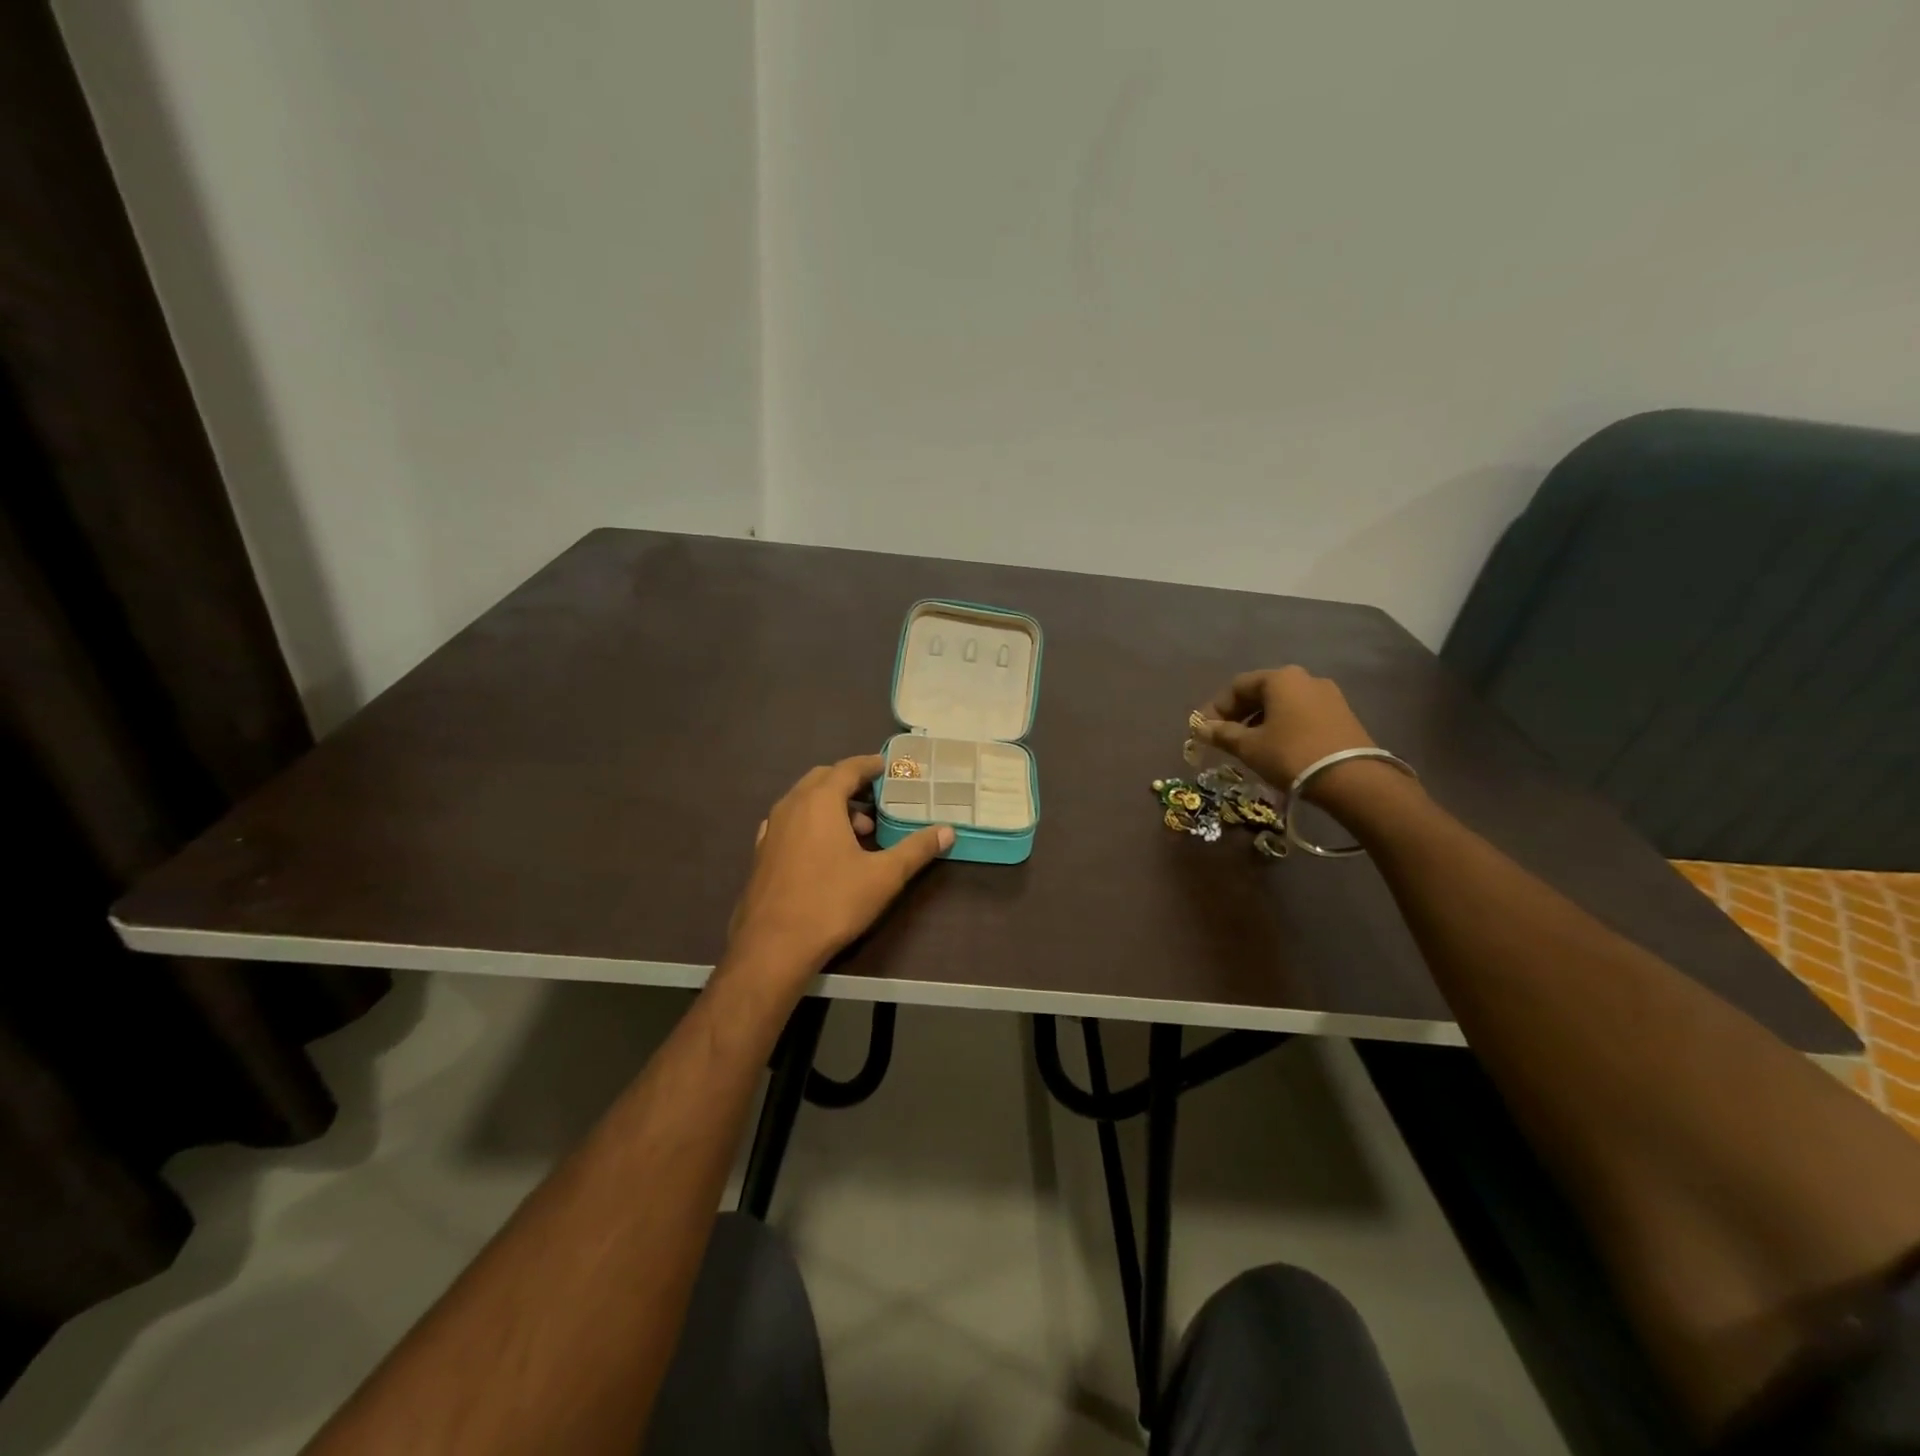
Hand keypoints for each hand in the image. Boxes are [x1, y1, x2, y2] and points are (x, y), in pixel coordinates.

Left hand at [727, 755, 952, 979]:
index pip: (847, 768)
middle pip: (823, 779)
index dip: (870, 765)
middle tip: (877, 799)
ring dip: (831, 805)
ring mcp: (772, 829)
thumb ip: (916, 849)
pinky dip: (811, 822)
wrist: (773, 946)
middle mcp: (791, 806)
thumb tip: (947, 831)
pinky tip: (825, 849)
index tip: (888, 767)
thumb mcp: (884, 876)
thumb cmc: (832, 902)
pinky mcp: (762, 852)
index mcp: (820, 801)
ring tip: (859, 831)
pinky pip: (790, 822)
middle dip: (850, 784)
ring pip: (804, 801)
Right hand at [1193, 666, 1377, 794]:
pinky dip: (1283, 726)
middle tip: (1224, 738)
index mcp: (1280, 678)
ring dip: (1260, 721)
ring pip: (1282, 704)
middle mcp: (1305, 678)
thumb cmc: (1291, 755)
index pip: (1237, 686)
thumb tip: (1200, 728)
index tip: (1204, 730)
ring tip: (1249, 746)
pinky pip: (1302, 714)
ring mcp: (1328, 695)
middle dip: (1238, 714)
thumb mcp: (1249, 747)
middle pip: (1261, 692)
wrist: (1352, 779)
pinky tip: (1277, 748)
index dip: (1216, 708)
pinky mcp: (1342, 714)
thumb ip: (1222, 734)